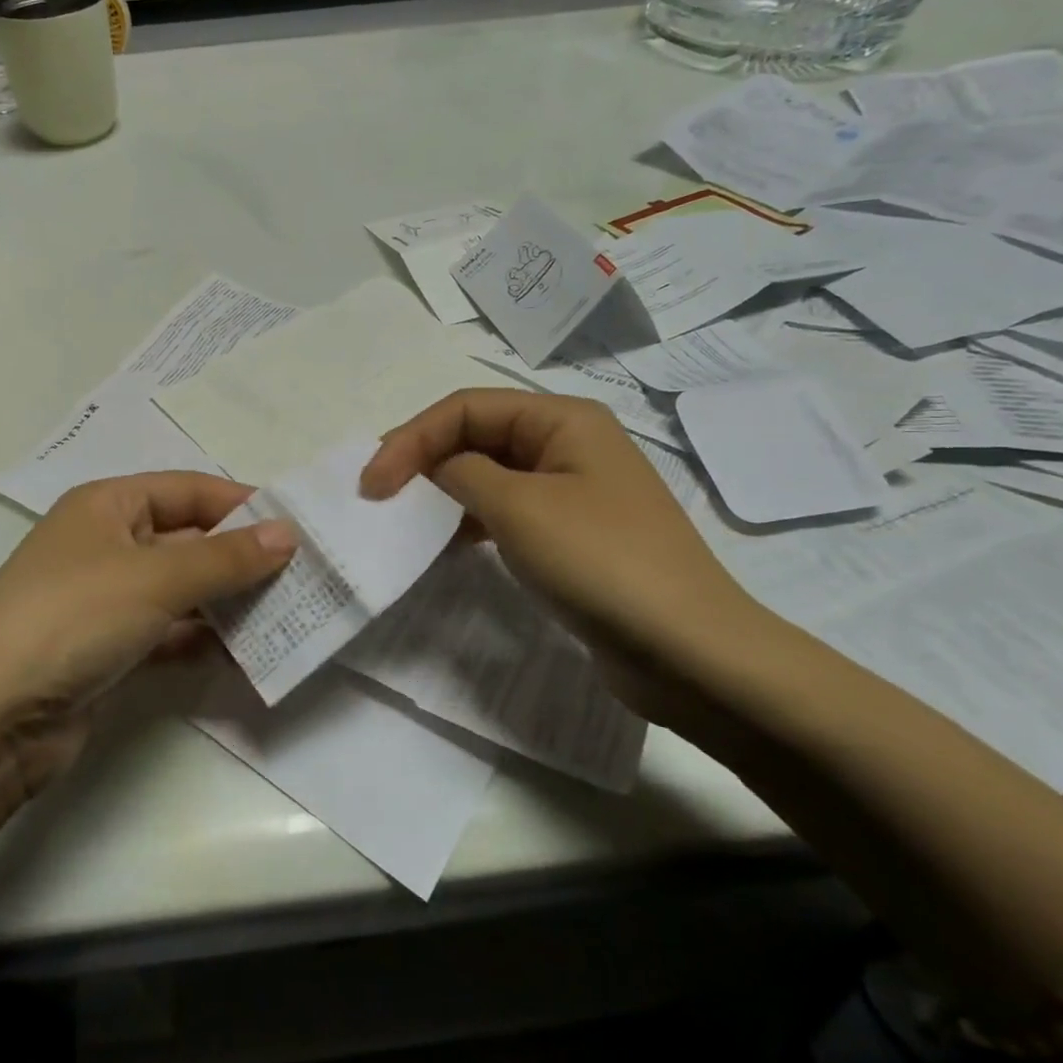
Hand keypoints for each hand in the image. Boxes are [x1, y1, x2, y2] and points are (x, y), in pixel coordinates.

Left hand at [0, 472, 295, 800]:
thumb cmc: (74, 617)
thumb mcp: (156, 577)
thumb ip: (226, 557)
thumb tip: (289, 534)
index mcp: (106, 504)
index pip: (188, 489)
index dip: (241, 504)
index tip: (295, 526)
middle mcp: (106, 543)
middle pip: (187, 539)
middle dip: (241, 556)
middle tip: (302, 574)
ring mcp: (106, 599)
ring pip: (182, 589)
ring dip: (228, 600)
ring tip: (288, 612)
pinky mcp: (109, 649)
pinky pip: (169, 632)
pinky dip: (203, 637)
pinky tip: (246, 651)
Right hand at [360, 389, 763, 720]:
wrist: (690, 654)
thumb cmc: (601, 563)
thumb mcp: (519, 507)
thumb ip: (461, 473)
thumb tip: (432, 469)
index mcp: (562, 419)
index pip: (466, 408)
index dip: (411, 437)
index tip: (372, 483)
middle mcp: (567, 444)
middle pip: (476, 435)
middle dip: (422, 458)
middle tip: (377, 493)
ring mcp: (571, 491)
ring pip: (487, 474)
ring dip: (442, 490)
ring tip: (402, 517)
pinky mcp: (570, 535)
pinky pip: (505, 511)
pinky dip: (468, 520)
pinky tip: (445, 543)